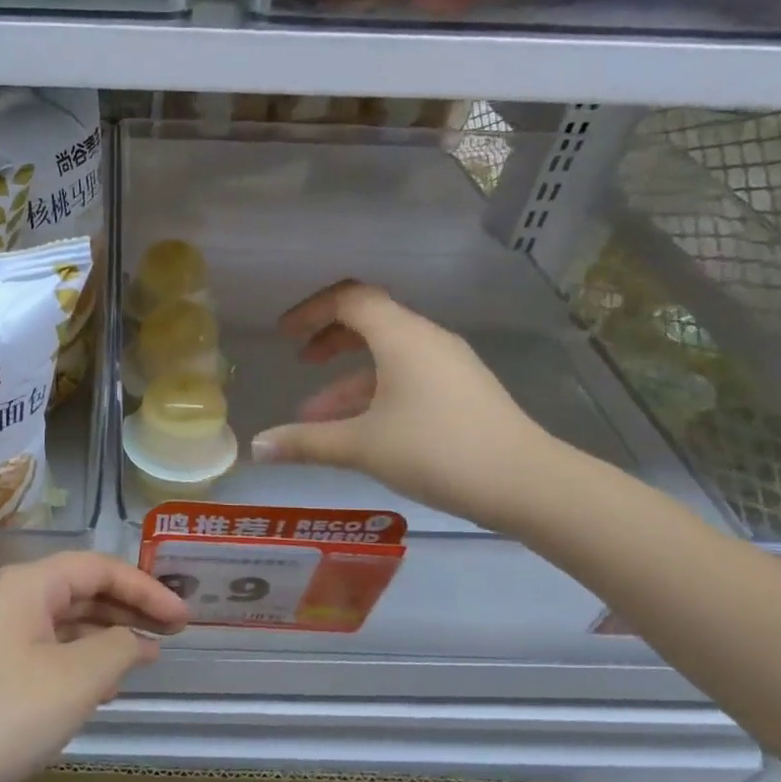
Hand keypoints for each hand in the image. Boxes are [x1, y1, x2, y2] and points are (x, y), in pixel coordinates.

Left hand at [0, 552, 188, 781]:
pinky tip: (102, 684)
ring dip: (106, 634)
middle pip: (81, 588)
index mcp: (28, 584)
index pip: (98, 566)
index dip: (145, 587)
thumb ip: (117, 648)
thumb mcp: (76, 680)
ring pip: (64, 620)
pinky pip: (47, 648)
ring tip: (145, 657)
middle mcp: (9, 597)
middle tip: (174, 632)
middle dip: (128, 607)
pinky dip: (80, 658)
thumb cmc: (3, 715)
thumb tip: (136, 640)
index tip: (184, 617)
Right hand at [250, 281, 568, 532]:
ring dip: (347, 379)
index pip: (350, 299)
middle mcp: (426, 340)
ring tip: (315, 418)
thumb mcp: (361, 446)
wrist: (524, 482)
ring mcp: (448, 365)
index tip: (284, 334)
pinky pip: (407, 377)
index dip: (311, 310)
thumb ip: (305, 442)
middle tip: (299, 361)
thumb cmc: (436, 451)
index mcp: (402, 337)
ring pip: (387, 357)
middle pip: (370, 321)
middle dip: (329, 339)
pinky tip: (357, 431)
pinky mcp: (461, 391)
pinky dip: (374, 393)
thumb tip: (256, 447)